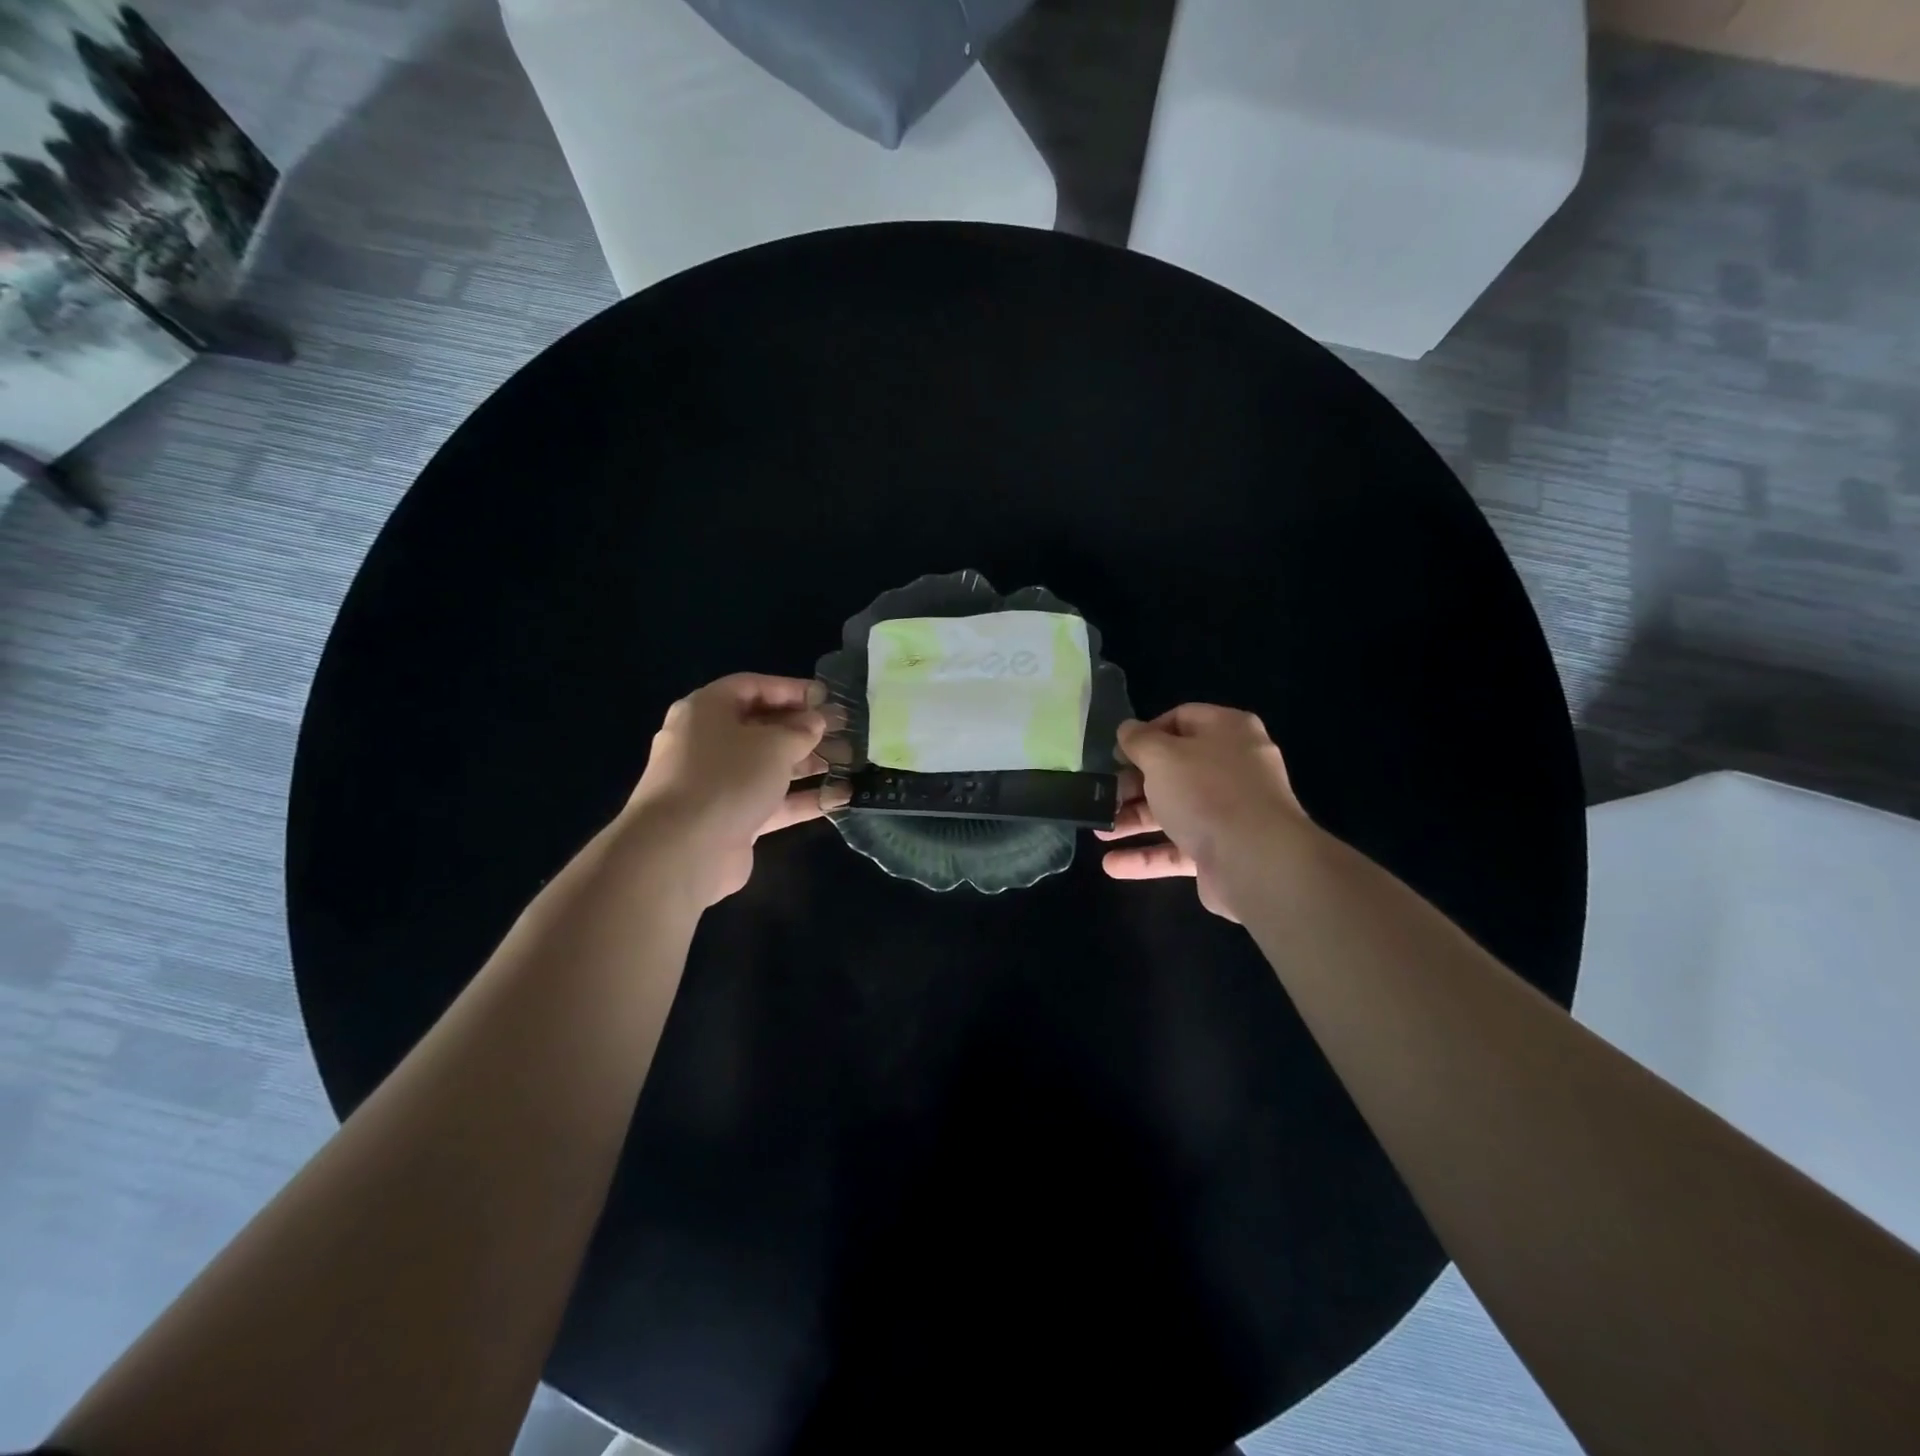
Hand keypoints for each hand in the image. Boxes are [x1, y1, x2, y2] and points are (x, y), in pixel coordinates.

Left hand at [625, 673, 829, 906]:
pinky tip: (840, 798)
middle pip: (762, 727)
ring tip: (849, 762)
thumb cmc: (727, 777)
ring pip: (769, 766)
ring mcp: (717, 783)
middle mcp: (707, 742)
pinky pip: (771, 801)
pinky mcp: (730, 819)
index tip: (827, 698)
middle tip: (844, 731)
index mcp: (706, 710)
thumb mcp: (773, 744)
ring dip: (808, 763)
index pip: (752, 687)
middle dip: (804, 729)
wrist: (682, 850)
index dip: (791, 689)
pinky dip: (802, 798)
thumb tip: (815, 723)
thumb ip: (801, 730)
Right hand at [1097, 704, 1307, 921]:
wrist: (1257, 862)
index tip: (1118, 753)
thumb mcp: (1162, 756)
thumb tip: (1127, 730)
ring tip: (1099, 832)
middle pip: (1174, 769)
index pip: (1182, 719)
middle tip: (1104, 795)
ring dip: (1135, 821)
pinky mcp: (1222, 851)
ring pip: (1174, 811)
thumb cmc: (1206, 792)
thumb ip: (1139, 740)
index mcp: (1227, 732)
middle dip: (1134, 784)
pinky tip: (1113, 865)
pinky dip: (1147, 856)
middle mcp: (1233, 768)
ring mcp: (1230, 812)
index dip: (1146, 733)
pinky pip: (1179, 849)